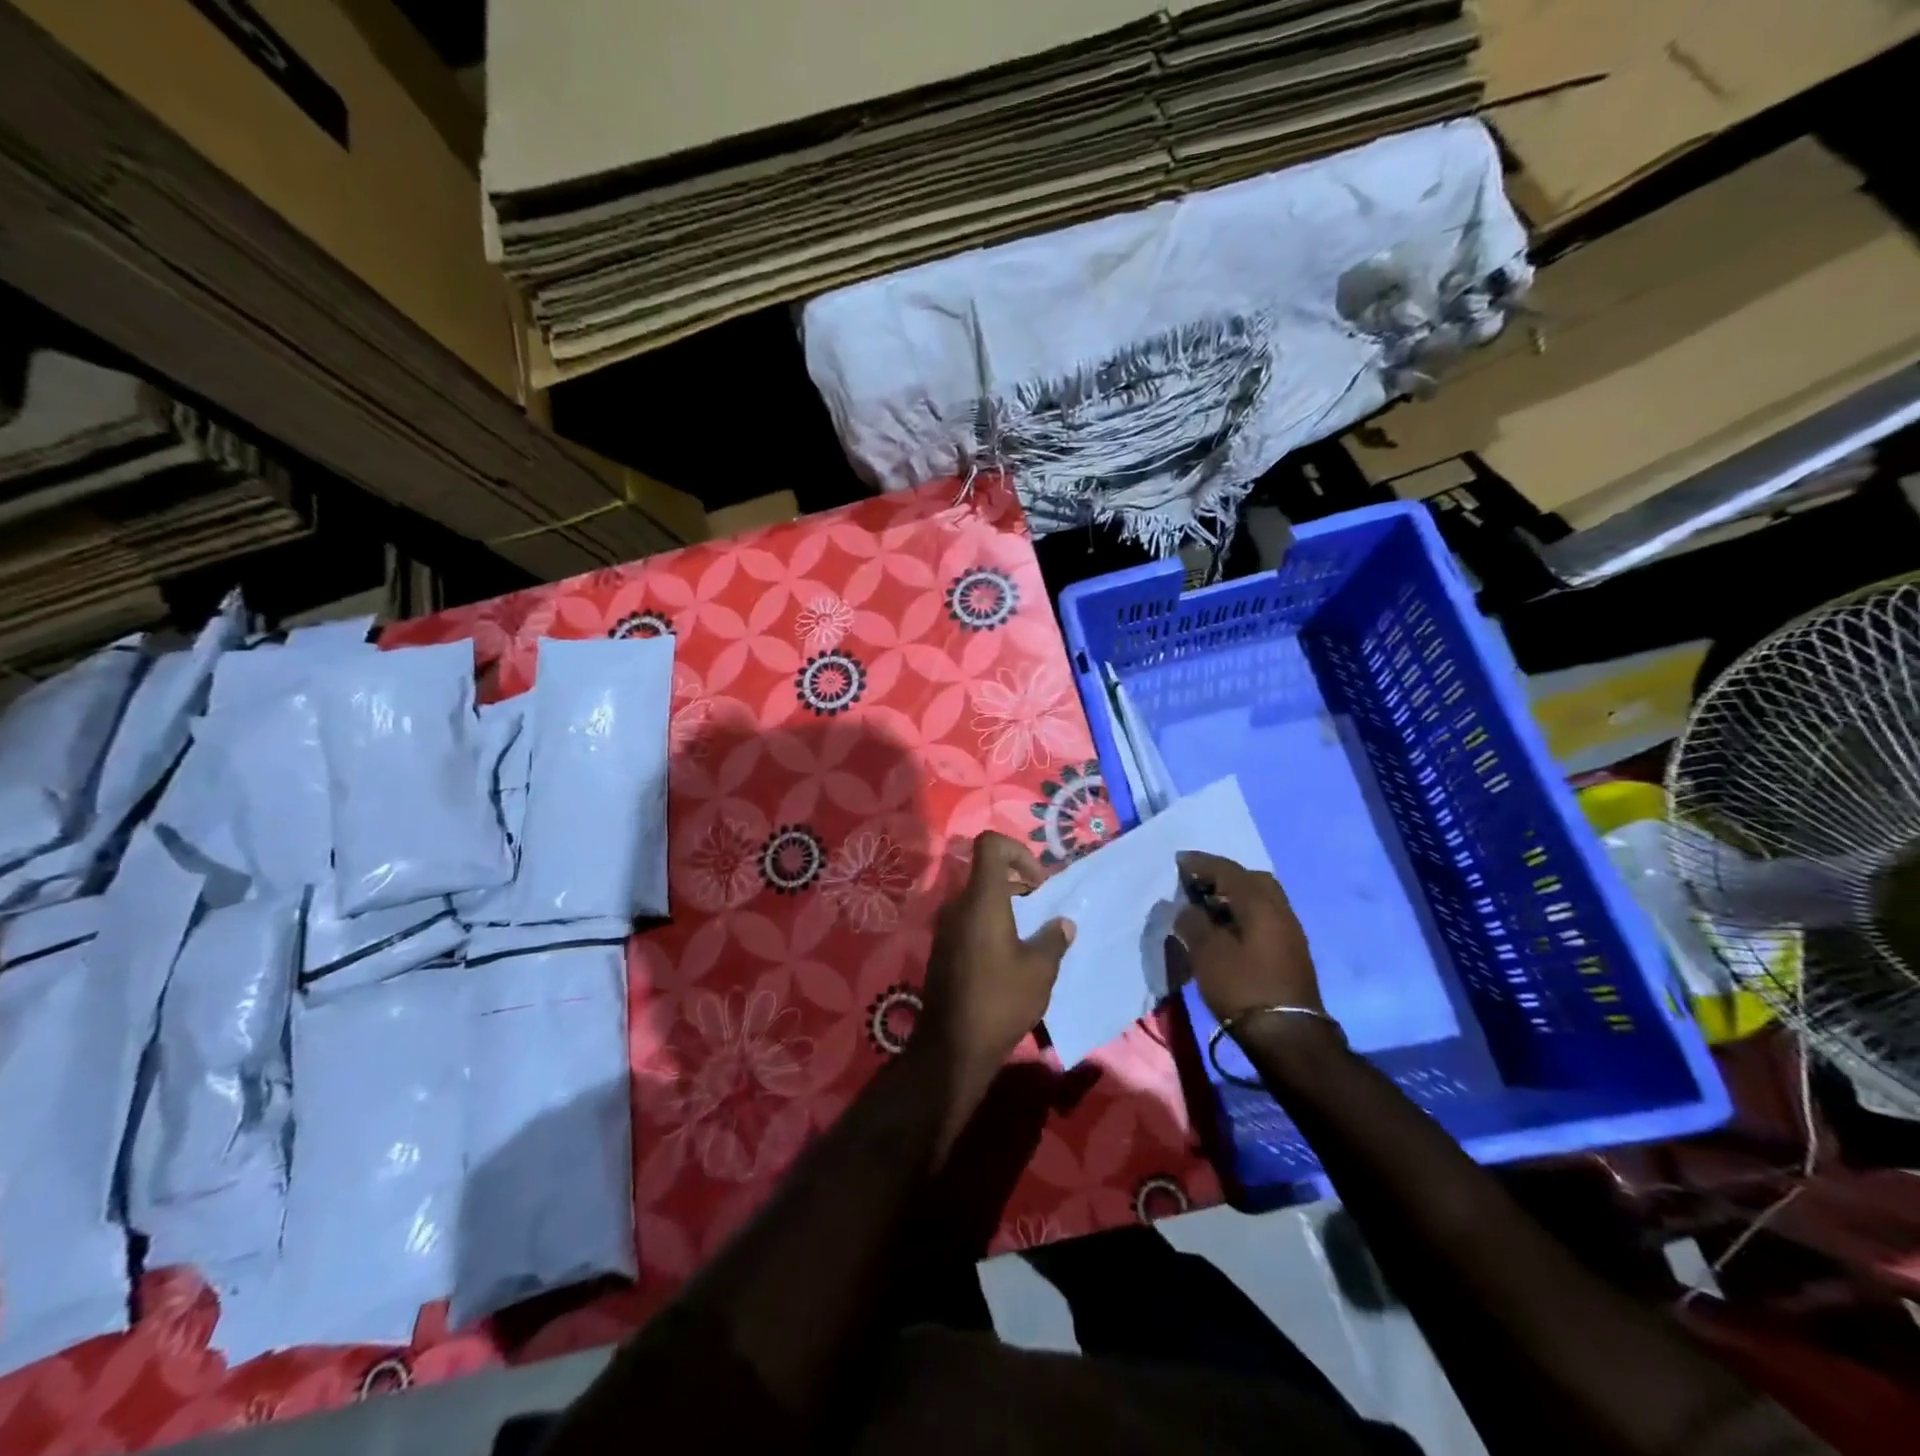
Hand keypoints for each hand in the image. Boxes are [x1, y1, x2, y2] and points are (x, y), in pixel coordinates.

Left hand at [919, 832, 1073, 1135]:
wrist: (952, 1046)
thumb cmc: (1000, 1000)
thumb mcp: (1040, 970)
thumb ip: (1054, 939)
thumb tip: (1063, 924)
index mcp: (981, 899)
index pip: (990, 844)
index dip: (1018, 851)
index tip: (1039, 883)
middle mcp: (957, 905)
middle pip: (985, 872)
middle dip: (1017, 882)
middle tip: (1041, 909)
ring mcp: (945, 927)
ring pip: (977, 898)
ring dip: (1004, 906)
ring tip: (1029, 936)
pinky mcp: (941, 949)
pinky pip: (967, 920)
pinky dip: (989, 925)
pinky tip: (1007, 957)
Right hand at [1173, 851, 1325, 1026]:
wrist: (1288, 1036)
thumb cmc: (1243, 988)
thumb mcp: (1207, 953)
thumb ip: (1192, 922)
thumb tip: (1185, 908)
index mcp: (1260, 903)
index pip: (1228, 870)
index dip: (1201, 863)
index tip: (1178, 861)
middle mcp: (1280, 910)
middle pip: (1251, 879)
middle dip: (1223, 876)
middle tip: (1197, 885)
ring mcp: (1290, 932)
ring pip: (1261, 899)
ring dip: (1235, 896)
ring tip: (1207, 908)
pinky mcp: (1291, 952)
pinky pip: (1265, 917)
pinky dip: (1244, 913)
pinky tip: (1227, 930)